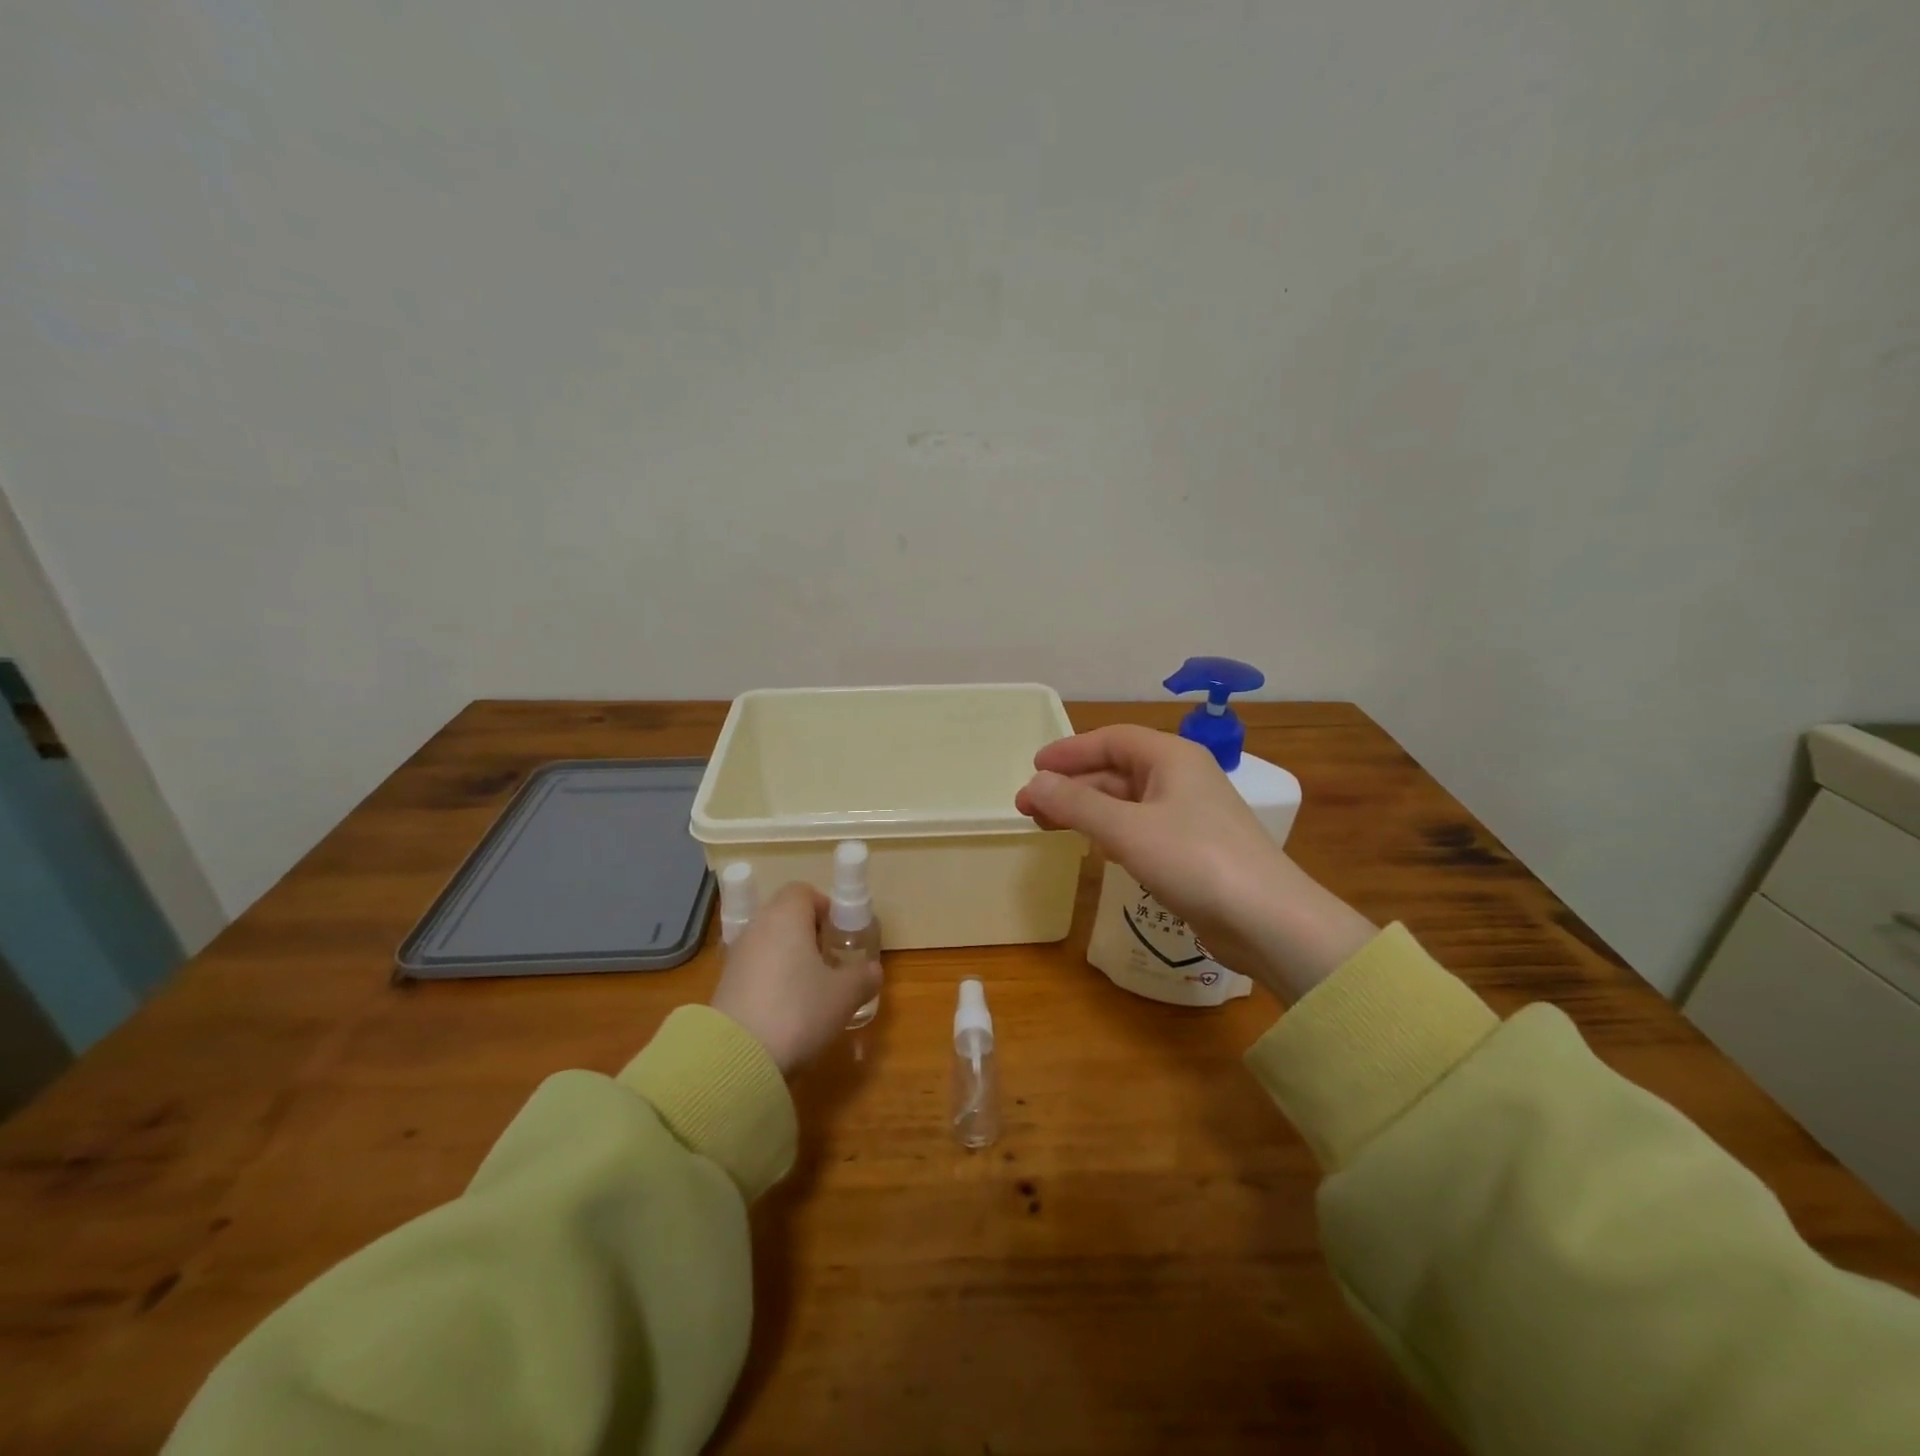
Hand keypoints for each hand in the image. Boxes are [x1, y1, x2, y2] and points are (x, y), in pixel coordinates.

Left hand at [709, 884, 879, 1074]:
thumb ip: (863, 977)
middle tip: (831, 962)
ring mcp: (736, 956)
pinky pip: (756, 969)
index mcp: (786, 916)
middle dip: (810, 934)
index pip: (804, 891)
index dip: (825, 908)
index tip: (840, 935)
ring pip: (770, 943)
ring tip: (811, 990)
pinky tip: (786, 1010)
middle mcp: (757, 927)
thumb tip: (871, 970)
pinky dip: (772, 980)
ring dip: (790, 959)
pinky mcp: (723, 985)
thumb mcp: (845, 995)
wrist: (736, 1058)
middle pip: (785, 916)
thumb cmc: (798, 1010)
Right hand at [1015, 725, 1375, 1001]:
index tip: (1033, 768)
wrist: (1267, 920)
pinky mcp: (1193, 848)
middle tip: (1030, 806)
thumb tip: (1034, 783)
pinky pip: (1141, 827)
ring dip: (1087, 809)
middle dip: (1071, 785)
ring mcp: (1190, 814)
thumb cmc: (1194, 860)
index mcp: (1171, 757)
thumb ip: (1076, 804)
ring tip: (1049, 826)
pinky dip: (1111, 831)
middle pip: (1116, 770)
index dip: (1069, 751)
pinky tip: (1094, 847)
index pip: (1111, 739)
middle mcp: (1181, 777)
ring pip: (1127, 801)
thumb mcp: (1126, 829)